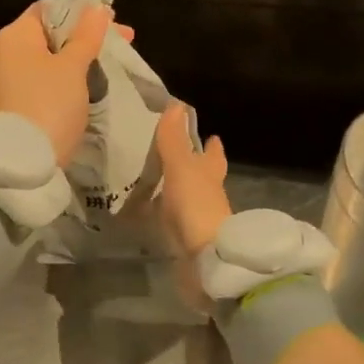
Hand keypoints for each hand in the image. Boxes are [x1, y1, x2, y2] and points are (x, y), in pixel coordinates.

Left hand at [0, 2, 123, 163]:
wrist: (25, 161)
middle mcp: (6, 52)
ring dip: (80, 55)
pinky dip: (67, 75)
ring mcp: (9, 79)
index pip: (49, 8)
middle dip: (87, 34)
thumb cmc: (50, 103)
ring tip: (112, 60)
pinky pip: (45, 78)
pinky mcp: (16, 102)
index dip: (82, 9)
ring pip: (50, 57)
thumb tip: (97, 8)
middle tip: (124, 39)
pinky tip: (91, 80)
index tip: (113, 18)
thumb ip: (86, 35)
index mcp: (14, 35)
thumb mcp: (73, 67)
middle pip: (51, 33)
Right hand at [153, 102, 230, 256]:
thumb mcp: (181, 167)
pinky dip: (164, 214)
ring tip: (155, 181)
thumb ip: (174, 140)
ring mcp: (199, 218)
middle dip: (194, 167)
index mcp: (211, 173)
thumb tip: (175, 104)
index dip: (211, 145)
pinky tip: (149, 213)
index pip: (213, 154)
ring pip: (188, 197)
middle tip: (176, 156)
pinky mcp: (187, 240)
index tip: (210, 135)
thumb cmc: (196, 205)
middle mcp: (209, 194)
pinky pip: (174, 221)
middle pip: (204, 176)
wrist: (206, 259)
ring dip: (176, 190)